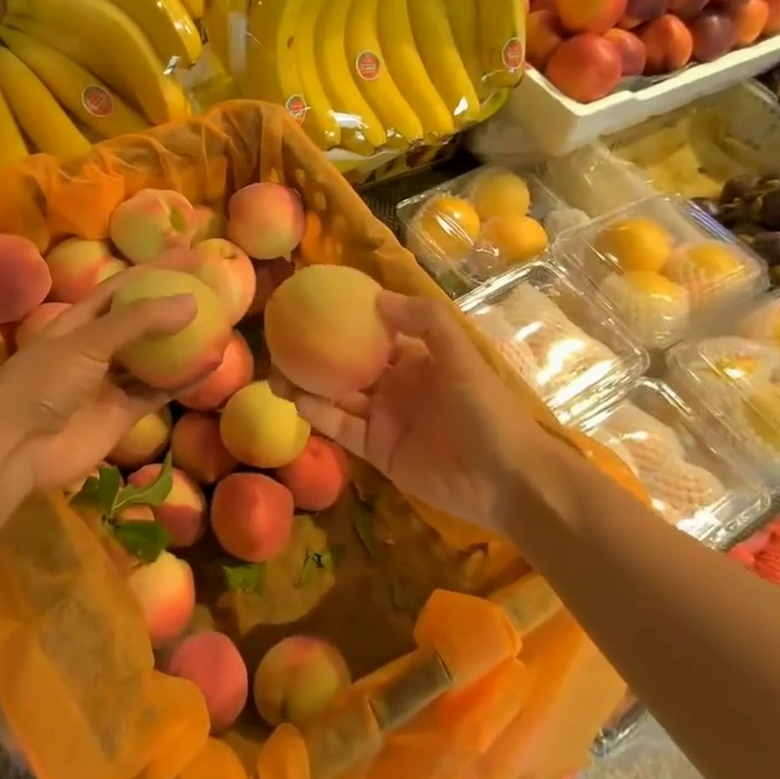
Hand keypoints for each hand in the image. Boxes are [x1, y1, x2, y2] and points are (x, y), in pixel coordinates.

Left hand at [0, 282, 197, 500]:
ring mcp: (108, 384)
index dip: (151, 271)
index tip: (186, 257)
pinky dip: (181, 381)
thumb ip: (138, 322)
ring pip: (152, 360)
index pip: (120, 289)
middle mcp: (95, 350)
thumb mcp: (87, 342)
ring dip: (180, 346)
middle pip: (139, 323)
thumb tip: (191, 301)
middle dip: (170, 308)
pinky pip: (156, 393)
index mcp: (78, 323)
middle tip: (209, 292)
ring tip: (216, 327)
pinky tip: (208, 367)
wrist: (13, 450)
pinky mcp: (121, 416)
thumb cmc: (41, 384)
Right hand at [285, 291, 565, 533]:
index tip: (312, 305)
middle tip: (280, 341)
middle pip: (347, 365)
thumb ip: (425, 322)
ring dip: (307, 384)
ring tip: (274, 371)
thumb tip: (376, 298)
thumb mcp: (461, 356)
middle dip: (315, 354)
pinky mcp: (376, 451)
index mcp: (416, 359)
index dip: (346, 320)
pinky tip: (295, 400)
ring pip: (337, 397)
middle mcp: (395, 385)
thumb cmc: (486, 409)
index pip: (374, 333)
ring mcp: (383, 419)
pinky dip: (318, 415)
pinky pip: (341, 428)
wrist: (505, 479)